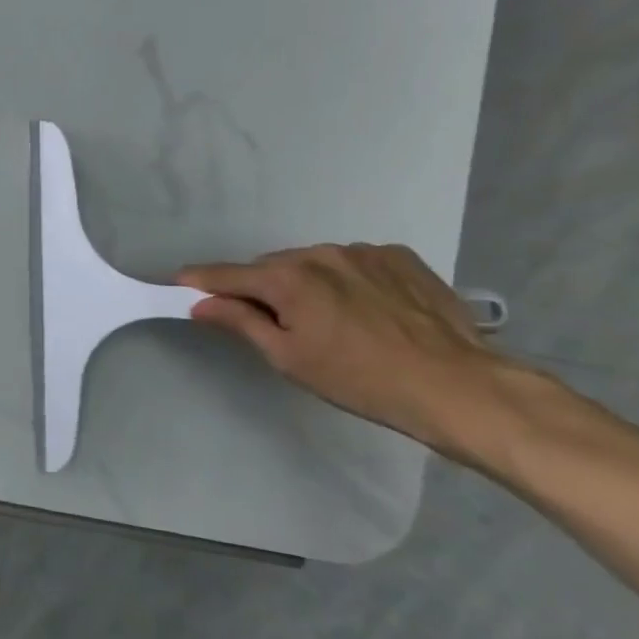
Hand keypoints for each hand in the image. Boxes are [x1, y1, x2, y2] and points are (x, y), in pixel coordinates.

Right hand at [177, 243, 509, 458]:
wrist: (458, 386)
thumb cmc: (359, 379)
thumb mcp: (288, 358)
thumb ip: (240, 322)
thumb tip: (200, 304)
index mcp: (288, 278)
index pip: (228, 274)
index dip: (201, 280)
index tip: (180, 282)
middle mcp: (320, 253)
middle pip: (272, 267)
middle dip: (262, 288)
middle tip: (271, 322)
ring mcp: (364, 252)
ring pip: (314, 263)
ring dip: (306, 283)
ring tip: (327, 319)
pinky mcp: (401, 257)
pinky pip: (354, 263)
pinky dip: (346, 280)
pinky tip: (365, 310)